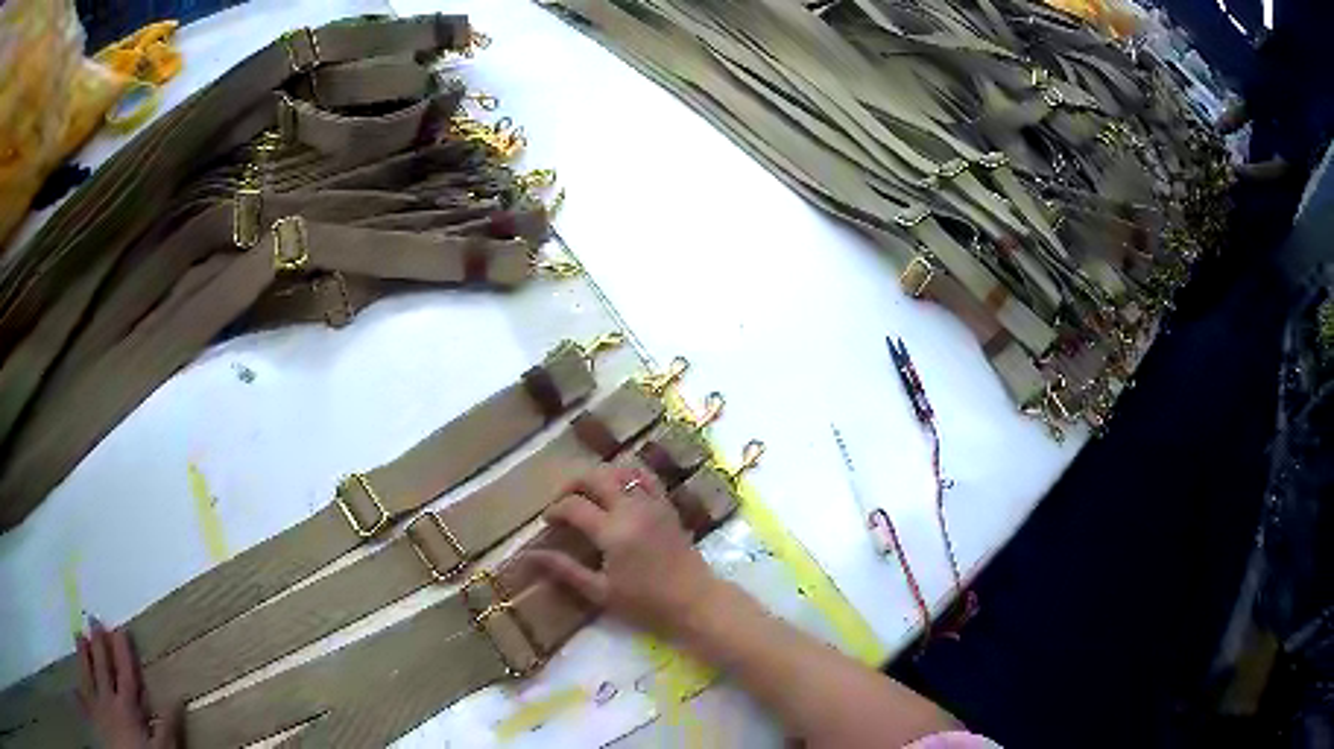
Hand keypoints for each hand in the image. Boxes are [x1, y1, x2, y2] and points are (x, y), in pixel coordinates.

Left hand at [76, 621, 180, 748]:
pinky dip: (78, 677)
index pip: (125, 675)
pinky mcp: (91, 711)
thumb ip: (168, 728)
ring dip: (84, 655)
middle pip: (102, 667)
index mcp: (128, 707)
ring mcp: (97, 703)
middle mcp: (108, 699)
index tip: (120, 629)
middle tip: (94, 620)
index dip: (123, 652)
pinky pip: (82, 689)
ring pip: (88, 673)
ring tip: (80, 636)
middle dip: (99, 644)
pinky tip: (76, 671)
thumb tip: (177, 698)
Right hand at [527, 466, 722, 639]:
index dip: (555, 510)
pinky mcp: (667, 504)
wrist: (694, 600)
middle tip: (563, 502)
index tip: (548, 522)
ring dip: (600, 475)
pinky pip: (645, 476)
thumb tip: (530, 555)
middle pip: (595, 476)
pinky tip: (618, 491)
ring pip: (621, 470)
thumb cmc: (646, 603)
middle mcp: (632, 509)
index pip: (574, 506)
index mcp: (613, 531)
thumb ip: (565, 569)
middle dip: (573, 483)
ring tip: (588, 494)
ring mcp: (653, 503)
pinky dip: (626, 475)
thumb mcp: (600, 591)